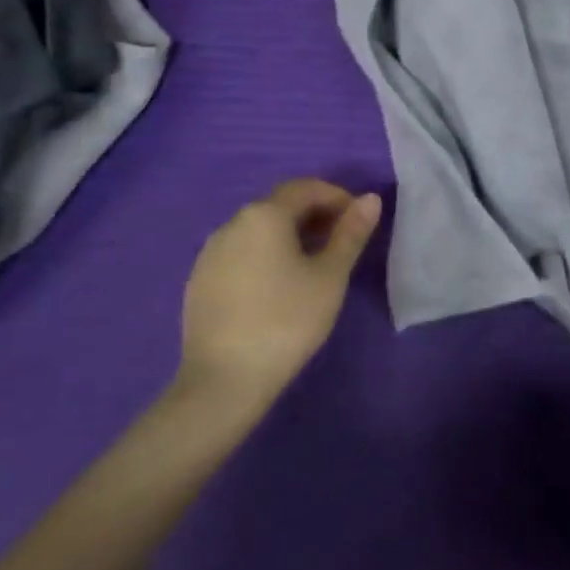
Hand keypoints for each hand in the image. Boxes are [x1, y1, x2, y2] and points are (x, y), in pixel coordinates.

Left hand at [178, 179, 380, 407]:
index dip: (338, 197)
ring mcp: (209, 253)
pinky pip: (240, 252)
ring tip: (314, 264)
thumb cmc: (287, 321)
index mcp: (264, 215)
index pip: (306, 188)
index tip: (359, 221)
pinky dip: (266, 255)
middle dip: (315, 215)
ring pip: (258, 229)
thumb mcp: (331, 276)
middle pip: (280, 205)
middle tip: (342, 242)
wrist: (223, 381)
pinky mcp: (199, 281)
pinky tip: (278, 286)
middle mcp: (231, 224)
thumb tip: (370, 198)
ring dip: (290, 235)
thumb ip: (351, 233)